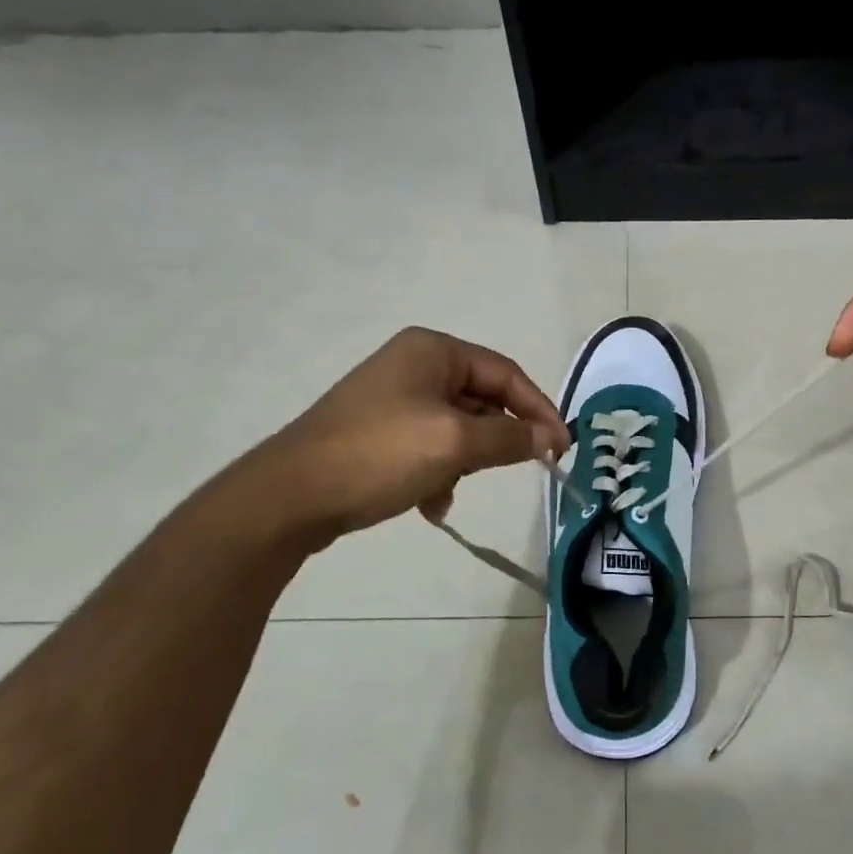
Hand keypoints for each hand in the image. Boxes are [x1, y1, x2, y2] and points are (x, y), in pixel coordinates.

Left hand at [240, 327, 568, 547]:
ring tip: (454, 489)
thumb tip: (550, 438)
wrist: (291, 496)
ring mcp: (393, 399)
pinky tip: (430, 503)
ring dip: (467, 460)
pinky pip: (430, 445)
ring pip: (458, 427)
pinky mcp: (379, 431)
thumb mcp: (455, 443)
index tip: (561, 449)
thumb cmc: (380, 455)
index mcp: (433, 351)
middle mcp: (414, 366)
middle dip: (498, 439)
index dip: (539, 410)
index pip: (506, 374)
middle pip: (483, 400)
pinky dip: (440, 471)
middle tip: (521, 470)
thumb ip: (511, 438)